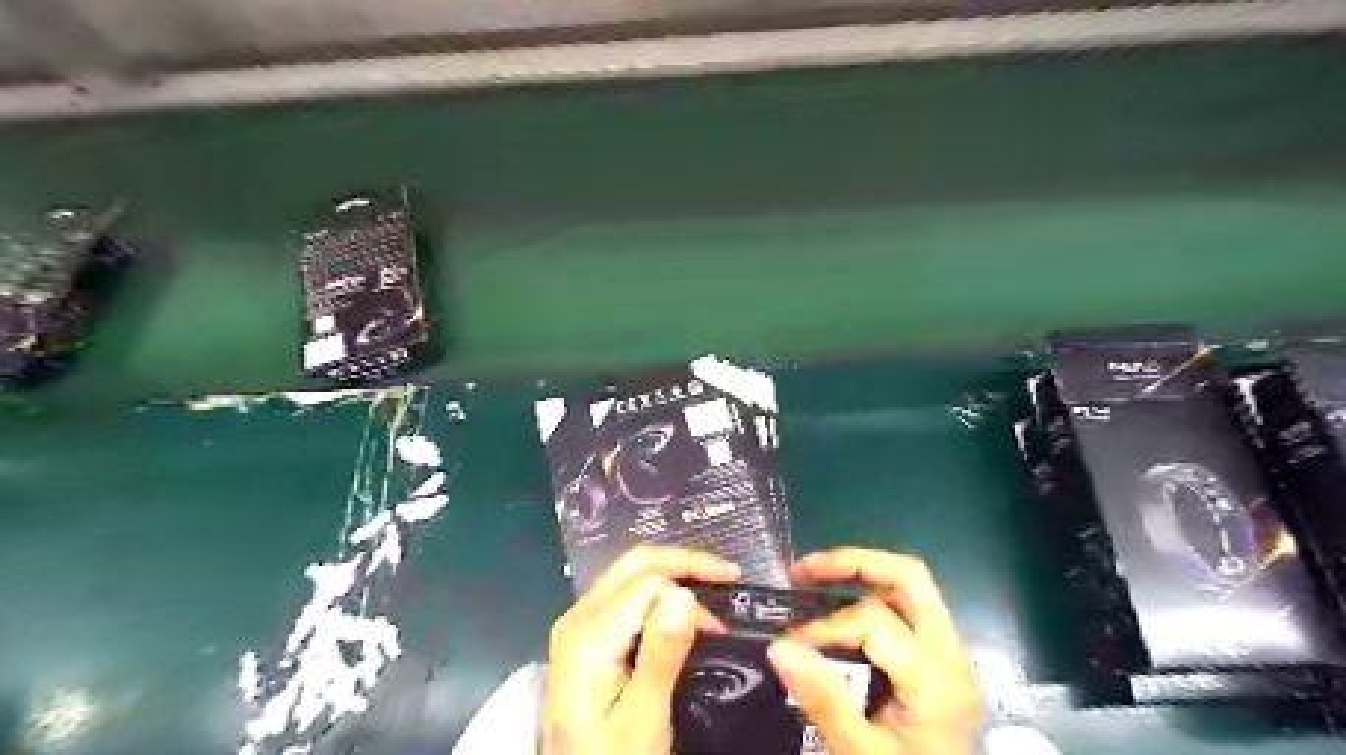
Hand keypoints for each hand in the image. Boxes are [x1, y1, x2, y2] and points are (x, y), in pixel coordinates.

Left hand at [540, 546, 741, 754]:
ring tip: (714, 586)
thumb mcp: (643, 717)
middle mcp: (579, 614)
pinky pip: (626, 592)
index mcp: (588, 632)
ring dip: (675, 572)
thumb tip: (684, 593)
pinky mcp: (587, 632)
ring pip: (631, 572)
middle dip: (685, 562)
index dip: (691, 591)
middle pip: (636, 564)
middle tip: (730, 575)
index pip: (648, 583)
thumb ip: (661, 653)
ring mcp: (580, 620)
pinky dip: (660, 589)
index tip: (725, 621)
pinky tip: (683, 603)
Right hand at [768, 550, 979, 754]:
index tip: (789, 643)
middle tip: (805, 569)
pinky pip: (912, 605)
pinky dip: (875, 592)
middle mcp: (951, 655)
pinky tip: (843, 603)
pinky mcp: (943, 658)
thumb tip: (780, 648)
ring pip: (913, 584)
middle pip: (909, 577)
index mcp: (935, 681)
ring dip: (864, 572)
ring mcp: (951, 653)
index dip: (825, 625)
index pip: (874, 620)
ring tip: (818, 576)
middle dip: (854, 562)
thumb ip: (824, 700)